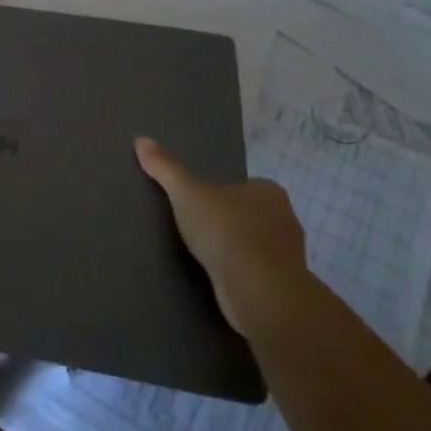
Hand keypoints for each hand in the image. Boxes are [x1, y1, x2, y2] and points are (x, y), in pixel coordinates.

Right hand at [135, 135, 308, 328]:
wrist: (259, 291)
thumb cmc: (226, 231)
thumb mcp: (187, 193)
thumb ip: (165, 168)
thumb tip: (141, 140)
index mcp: (269, 191)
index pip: (246, 186)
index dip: (223, 194)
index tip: (200, 204)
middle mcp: (286, 218)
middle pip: (253, 214)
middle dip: (231, 221)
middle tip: (199, 227)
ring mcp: (288, 255)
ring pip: (257, 245)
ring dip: (237, 250)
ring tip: (206, 255)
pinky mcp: (283, 285)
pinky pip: (258, 273)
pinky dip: (242, 274)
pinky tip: (221, 279)